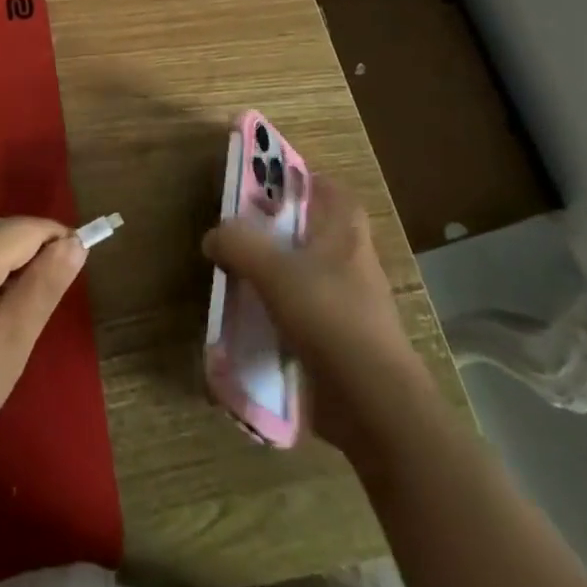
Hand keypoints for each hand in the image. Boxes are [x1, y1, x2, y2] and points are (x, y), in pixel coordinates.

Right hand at [202, 175, 432, 460]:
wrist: (373, 404)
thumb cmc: (329, 317)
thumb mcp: (273, 270)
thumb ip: (239, 244)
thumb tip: (213, 237)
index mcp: (346, 235)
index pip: (332, 192)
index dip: (304, 182)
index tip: (269, 185)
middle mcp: (353, 265)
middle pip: (316, 234)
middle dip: (280, 231)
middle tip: (241, 231)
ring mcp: (351, 307)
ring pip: (308, 277)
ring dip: (277, 276)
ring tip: (237, 277)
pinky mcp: (343, 345)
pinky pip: (305, 319)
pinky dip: (280, 317)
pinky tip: (250, 324)